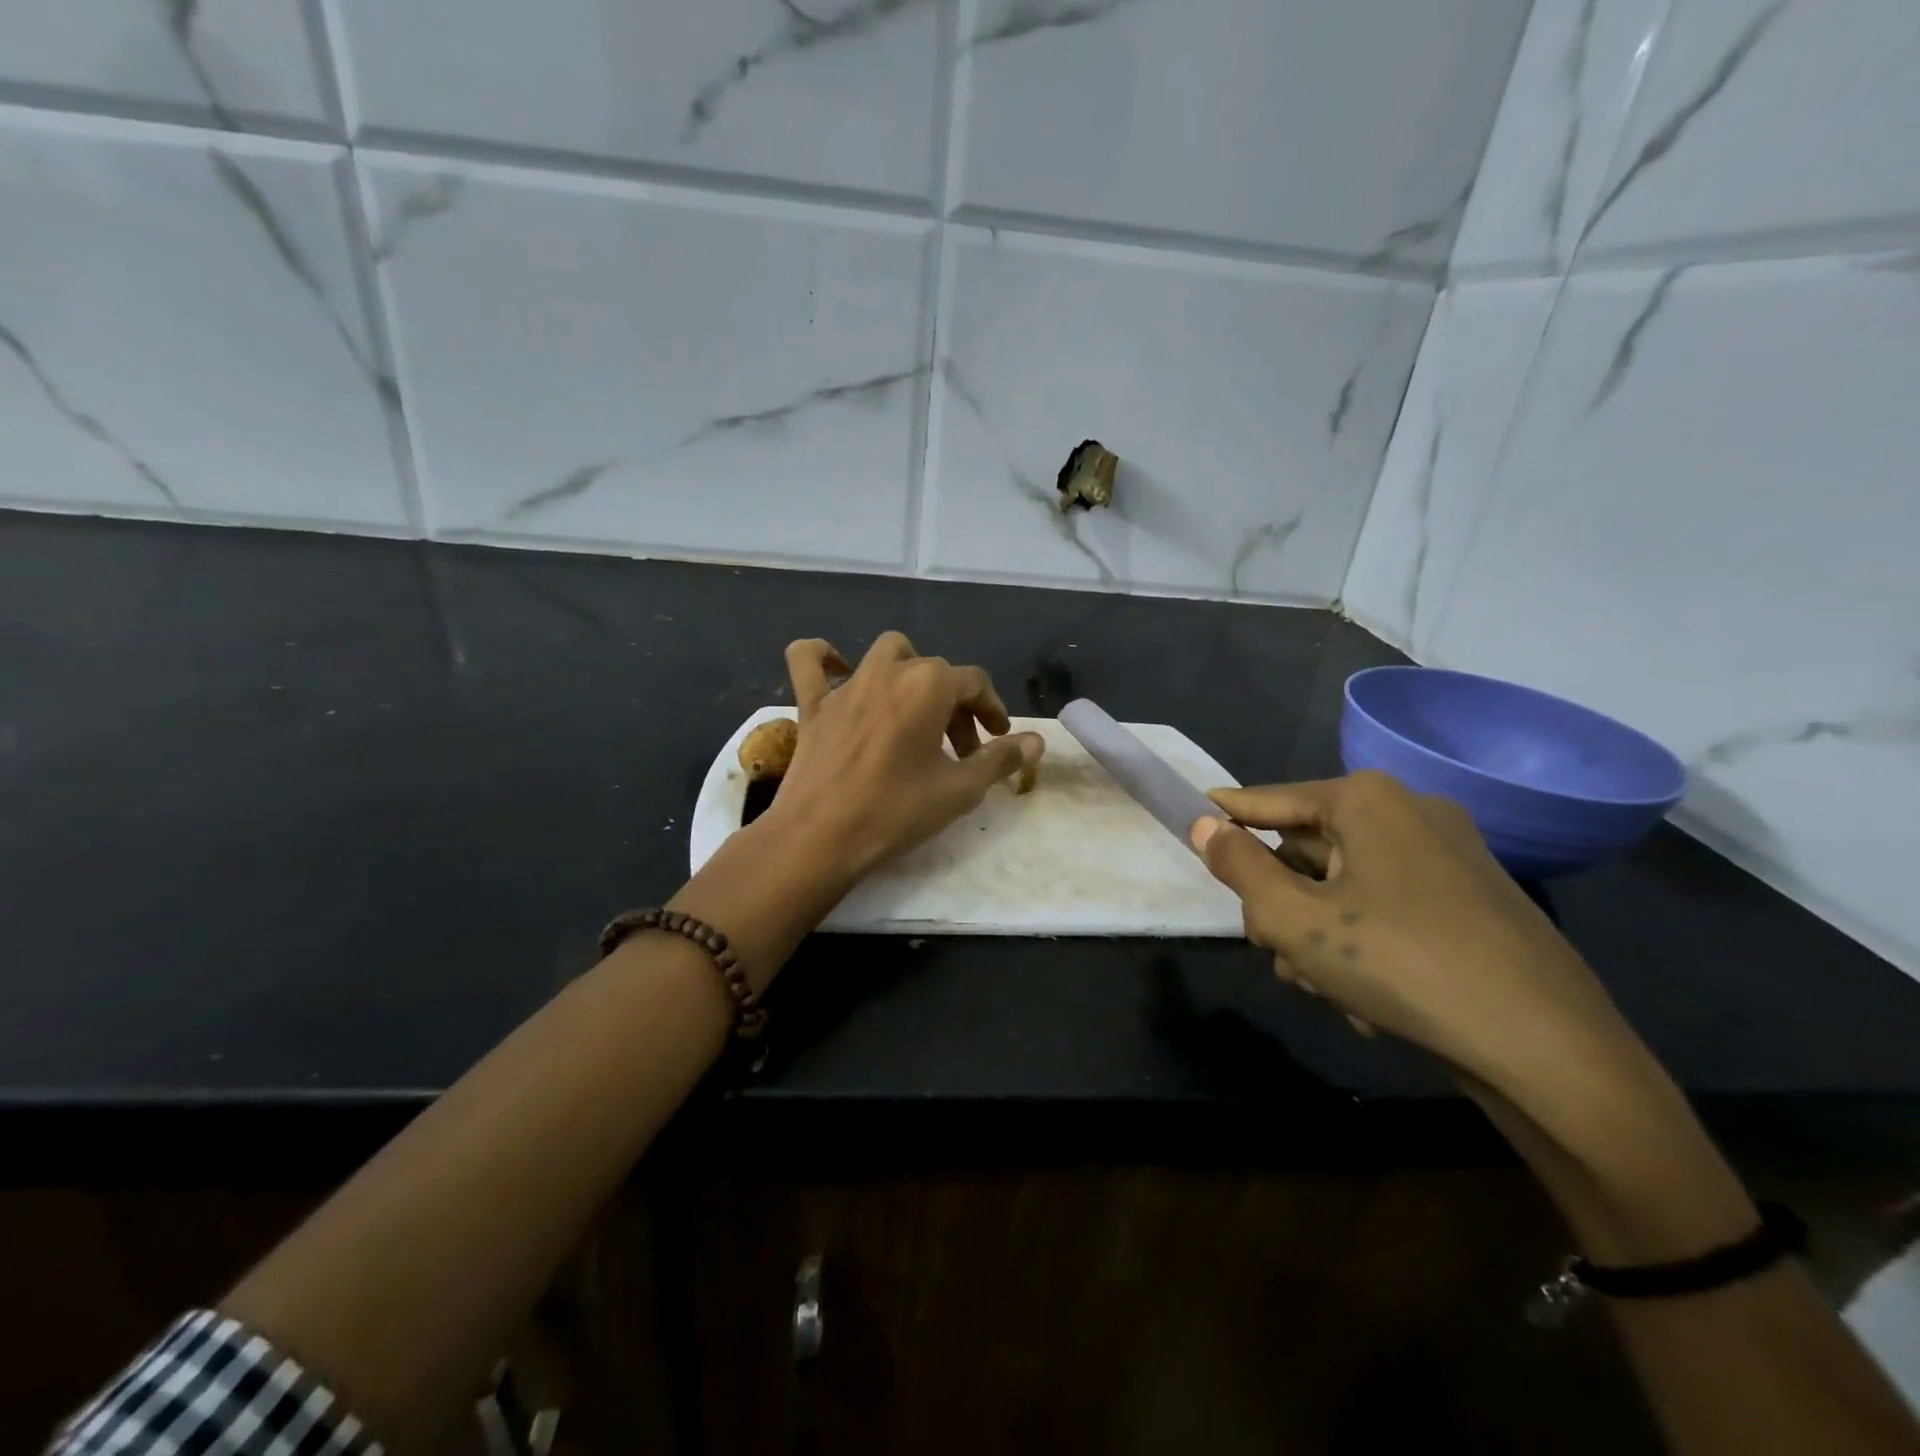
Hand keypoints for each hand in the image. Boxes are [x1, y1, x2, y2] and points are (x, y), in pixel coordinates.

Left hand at [761, 632, 1043, 882]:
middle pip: (935, 671)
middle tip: (961, 749)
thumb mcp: (960, 790)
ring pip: (887, 653)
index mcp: (928, 686)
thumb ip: (1001, 759)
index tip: (999, 740)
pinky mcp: (812, 704)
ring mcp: (846, 685)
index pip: (975, 682)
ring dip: (909, 672)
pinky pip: (810, 662)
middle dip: (956, 705)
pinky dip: (824, 658)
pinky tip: (838, 672)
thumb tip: (1036, 742)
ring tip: (915, 710)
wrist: (819, 837)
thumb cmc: (895, 812)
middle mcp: (889, 671)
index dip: (993, 709)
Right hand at [1194, 771, 1656, 1121]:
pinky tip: (1369, 999)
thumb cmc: (1403, 966)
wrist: (1551, 1051)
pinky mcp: (1471, 899)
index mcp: (1366, 801)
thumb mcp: (1296, 920)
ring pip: (1344, 886)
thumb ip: (1239, 867)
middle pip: (1306, 850)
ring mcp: (1448, 855)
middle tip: (1277, 950)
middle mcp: (1409, 812)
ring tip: (1327, 989)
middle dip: (1282, 904)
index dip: (1224, 817)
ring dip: (1320, 935)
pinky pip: (1387, 908)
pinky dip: (1365, 945)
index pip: (1267, 801)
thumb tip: (1202, 824)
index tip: (1187, 821)